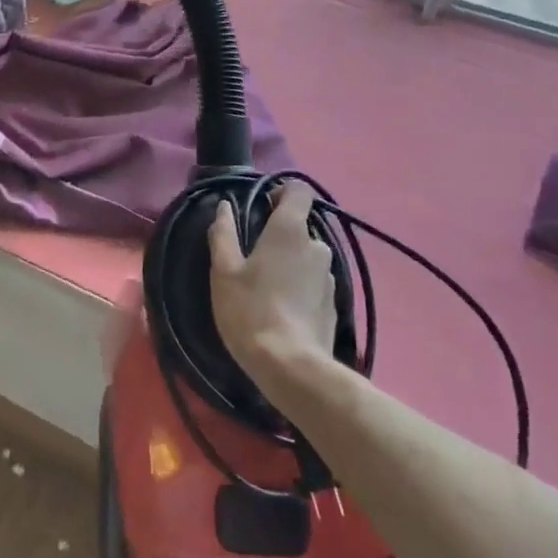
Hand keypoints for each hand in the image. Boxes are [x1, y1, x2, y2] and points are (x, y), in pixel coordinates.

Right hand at [208, 182, 335, 380]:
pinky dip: (300, 286)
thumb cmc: (251, 310)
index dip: (281, 192)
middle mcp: (317, 246)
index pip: (299, 190)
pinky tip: (282, 308)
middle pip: (301, 226)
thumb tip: (224, 207)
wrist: (292, 367)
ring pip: (308, 256)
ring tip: (267, 286)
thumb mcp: (224, 271)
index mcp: (290, 230)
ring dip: (291, 262)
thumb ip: (223, 233)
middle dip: (280, 234)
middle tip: (254, 255)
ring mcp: (329, 276)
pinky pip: (314, 282)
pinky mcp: (334, 304)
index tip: (261, 207)